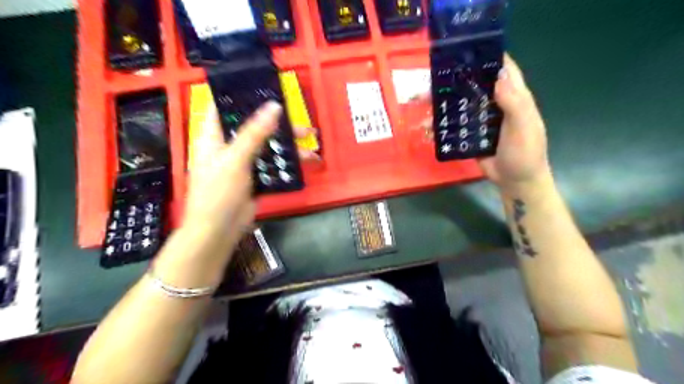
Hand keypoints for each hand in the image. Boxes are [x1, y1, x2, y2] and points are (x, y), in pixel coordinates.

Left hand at [183, 100, 318, 246]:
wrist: (219, 230)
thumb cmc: (218, 192)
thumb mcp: (235, 159)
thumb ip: (254, 133)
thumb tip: (274, 106)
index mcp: (213, 135)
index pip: (223, 105)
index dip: (240, 93)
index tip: (264, 85)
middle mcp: (228, 145)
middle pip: (252, 125)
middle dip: (276, 121)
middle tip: (299, 118)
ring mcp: (243, 161)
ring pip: (267, 144)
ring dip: (286, 142)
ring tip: (310, 140)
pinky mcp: (255, 176)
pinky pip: (272, 163)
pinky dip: (286, 160)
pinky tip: (304, 160)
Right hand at [414, 53, 551, 193]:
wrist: (515, 181)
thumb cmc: (525, 153)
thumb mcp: (524, 127)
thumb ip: (514, 103)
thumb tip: (498, 75)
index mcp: (516, 98)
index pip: (505, 70)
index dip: (491, 56)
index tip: (469, 49)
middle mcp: (498, 104)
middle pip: (480, 84)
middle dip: (463, 77)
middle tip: (440, 73)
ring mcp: (484, 120)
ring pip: (466, 103)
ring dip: (451, 98)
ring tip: (430, 94)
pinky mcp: (473, 134)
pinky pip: (459, 123)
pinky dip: (448, 120)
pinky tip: (433, 118)